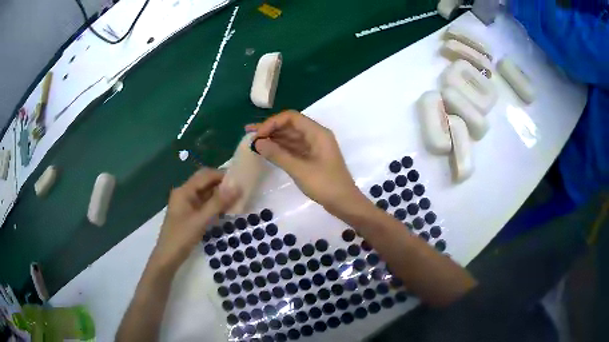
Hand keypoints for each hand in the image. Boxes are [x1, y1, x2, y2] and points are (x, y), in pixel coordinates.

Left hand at [151, 169, 239, 270]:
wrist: (168, 257)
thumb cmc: (181, 237)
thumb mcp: (201, 220)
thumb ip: (218, 203)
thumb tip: (237, 186)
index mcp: (184, 191)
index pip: (205, 175)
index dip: (222, 175)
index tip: (240, 180)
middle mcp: (185, 193)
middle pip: (205, 183)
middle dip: (222, 185)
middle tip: (240, 190)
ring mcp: (187, 204)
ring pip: (206, 194)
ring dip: (220, 195)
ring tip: (237, 199)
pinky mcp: (190, 214)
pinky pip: (204, 204)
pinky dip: (215, 205)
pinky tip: (226, 210)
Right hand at [247, 110, 365, 213]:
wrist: (344, 203)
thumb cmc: (325, 185)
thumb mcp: (300, 170)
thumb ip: (278, 154)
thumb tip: (257, 143)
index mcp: (317, 133)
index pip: (291, 117)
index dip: (272, 123)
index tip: (258, 135)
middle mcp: (315, 135)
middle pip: (290, 125)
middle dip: (270, 129)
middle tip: (248, 134)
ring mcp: (314, 147)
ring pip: (290, 137)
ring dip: (273, 138)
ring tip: (253, 142)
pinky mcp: (311, 157)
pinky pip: (293, 148)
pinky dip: (280, 148)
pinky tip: (266, 151)